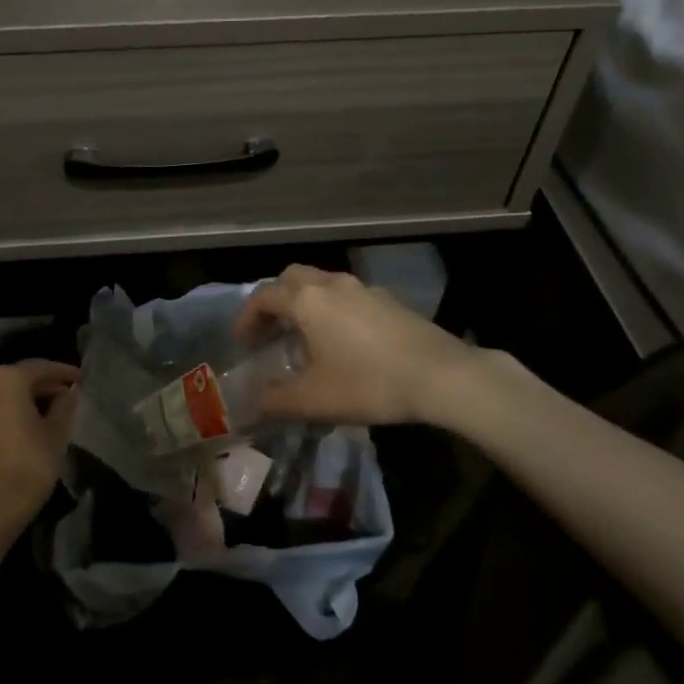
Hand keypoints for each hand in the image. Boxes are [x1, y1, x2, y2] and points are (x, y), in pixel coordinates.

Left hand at [0, 360, 78, 528]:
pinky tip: (18, 434)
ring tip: (43, 416)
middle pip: (16, 380)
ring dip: (20, 403)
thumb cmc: (29, 464)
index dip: (63, 373)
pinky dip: (2, 419)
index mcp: (6, 379)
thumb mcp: (56, 433)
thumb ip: (64, 406)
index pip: (40, 367)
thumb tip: (67, 393)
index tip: (80, 379)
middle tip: (64, 398)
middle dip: (41, 388)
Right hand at [234, 266, 480, 426]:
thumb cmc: (368, 383)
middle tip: (269, 332)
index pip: (264, 297)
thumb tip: (247, 405)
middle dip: (274, 301)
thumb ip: (273, 401)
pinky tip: (343, 343)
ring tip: (304, 340)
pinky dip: (331, 310)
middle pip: (291, 278)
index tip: (242, 344)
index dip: (247, 318)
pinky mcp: (389, 301)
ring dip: (305, 304)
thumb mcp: (313, 400)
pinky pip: (347, 297)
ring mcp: (363, 289)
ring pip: (322, 284)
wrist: (441, 375)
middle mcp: (332, 284)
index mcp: (307, 300)